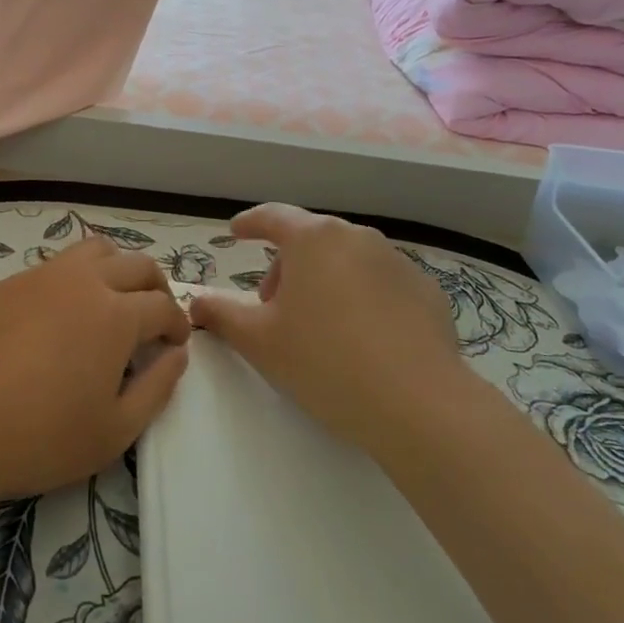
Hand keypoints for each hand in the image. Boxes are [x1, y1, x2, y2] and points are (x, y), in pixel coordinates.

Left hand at [0, 238, 189, 502]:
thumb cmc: (38, 438)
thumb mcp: (113, 432)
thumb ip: (157, 389)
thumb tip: (176, 355)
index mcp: (115, 314)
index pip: (163, 305)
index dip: (177, 323)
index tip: (175, 343)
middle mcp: (82, 281)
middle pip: (136, 264)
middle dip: (155, 288)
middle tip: (154, 318)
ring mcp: (39, 276)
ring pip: (94, 250)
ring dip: (116, 269)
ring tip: (111, 303)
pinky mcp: (5, 283)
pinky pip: (53, 266)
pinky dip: (73, 279)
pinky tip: (57, 317)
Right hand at [187, 204, 473, 451]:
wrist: (420, 405)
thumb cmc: (325, 362)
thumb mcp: (259, 341)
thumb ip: (220, 314)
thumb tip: (196, 301)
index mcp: (313, 239)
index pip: (272, 216)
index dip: (250, 223)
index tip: (236, 233)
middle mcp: (357, 237)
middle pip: (311, 240)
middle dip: (286, 266)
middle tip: (273, 307)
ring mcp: (397, 262)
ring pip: (347, 260)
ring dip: (325, 281)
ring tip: (319, 327)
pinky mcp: (427, 292)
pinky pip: (381, 284)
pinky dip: (362, 299)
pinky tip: (363, 341)